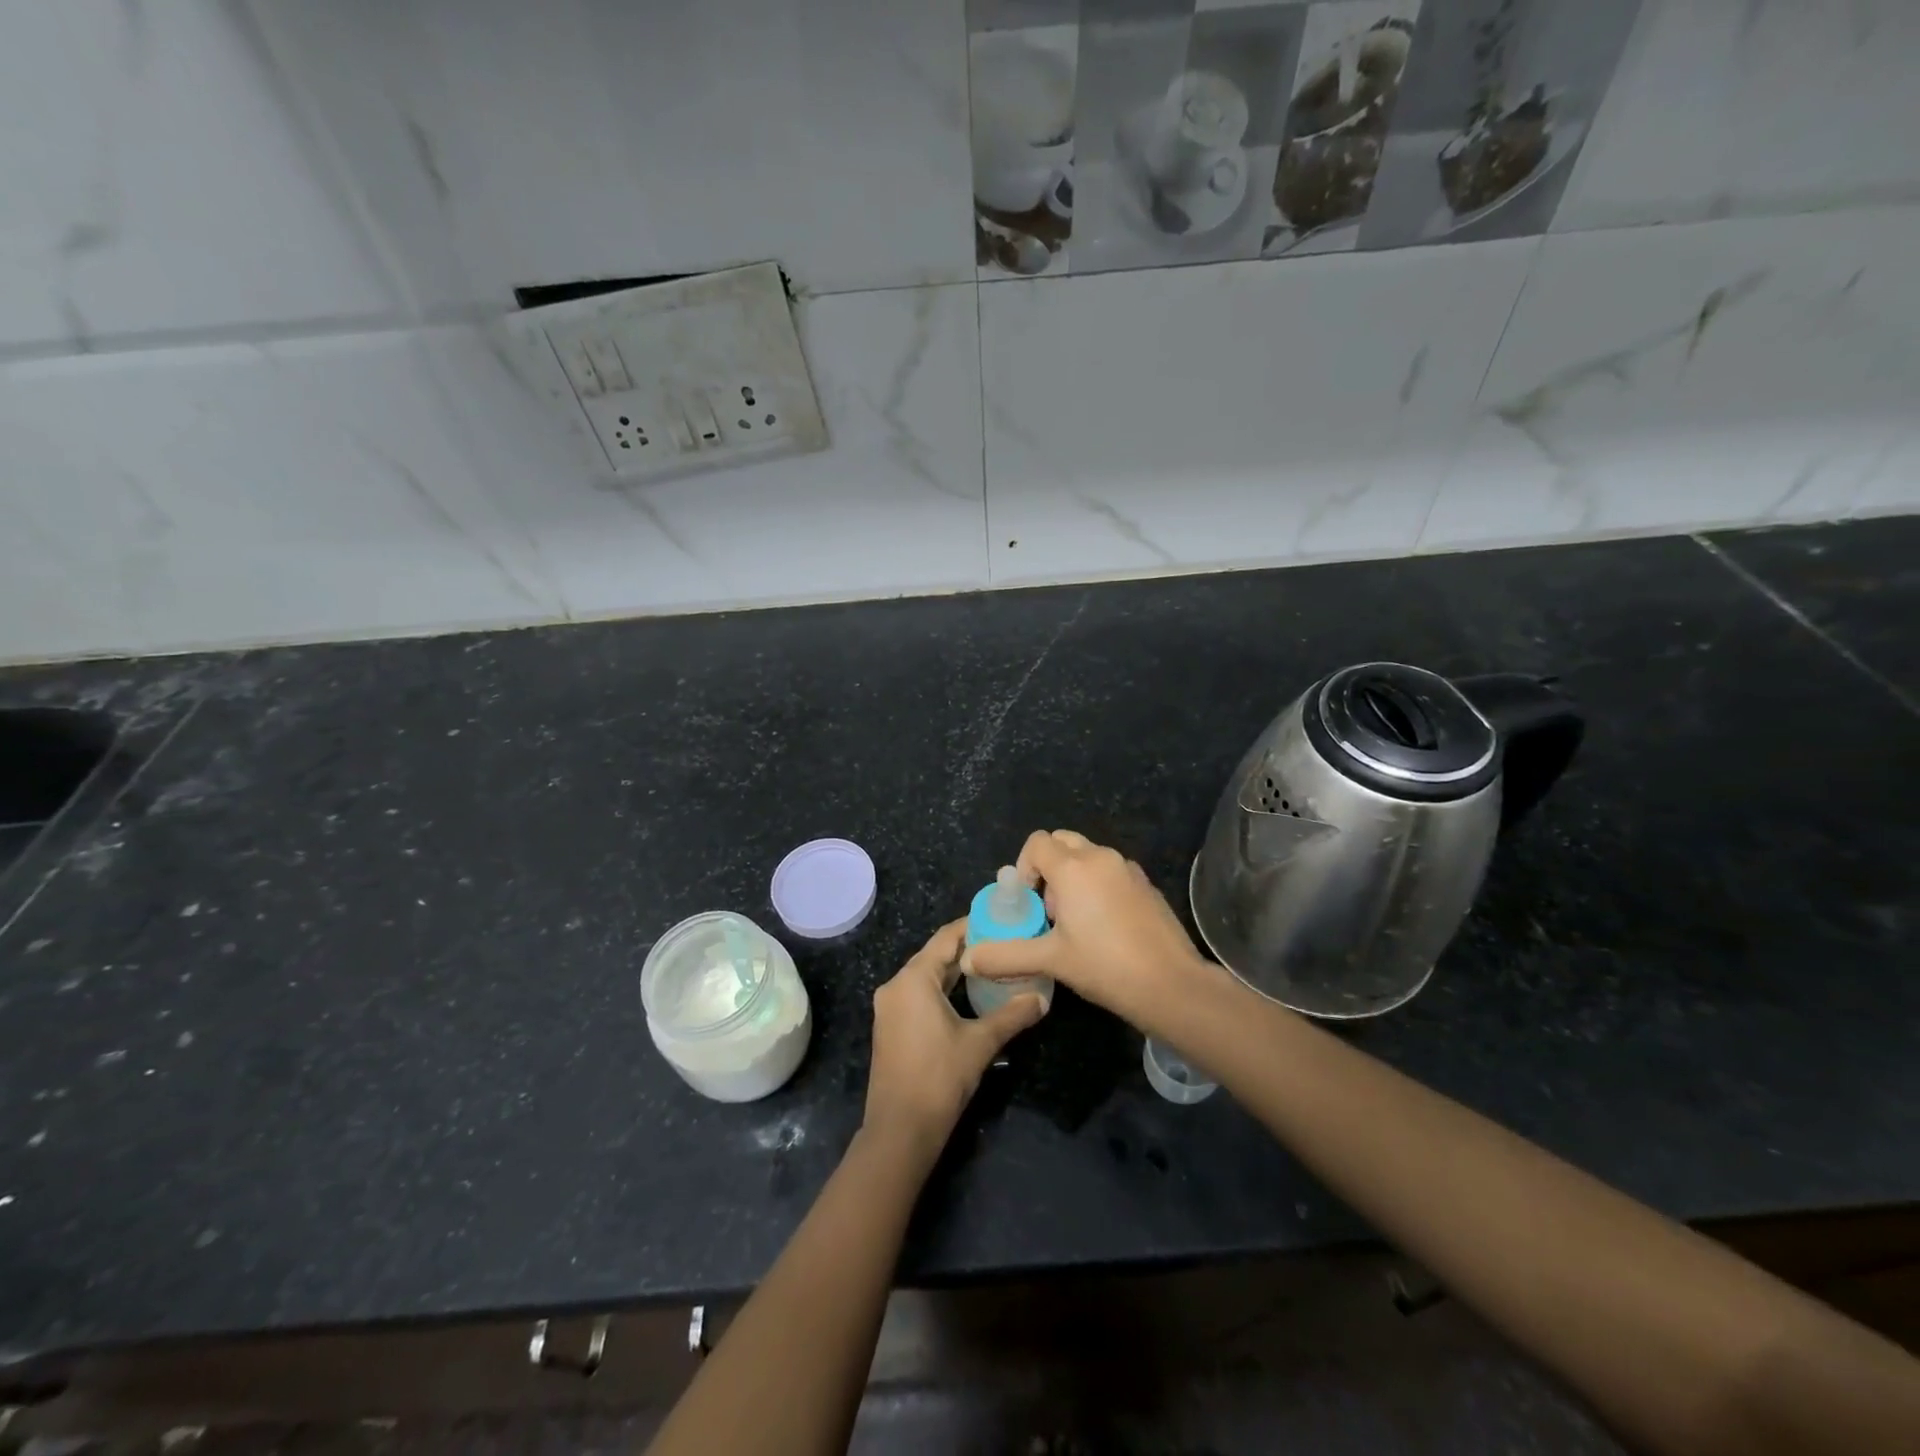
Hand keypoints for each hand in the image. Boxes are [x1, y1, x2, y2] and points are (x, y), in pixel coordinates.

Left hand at [863, 919, 1046, 1162]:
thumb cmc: (939, 1077)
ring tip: (992, 965)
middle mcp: (896, 985)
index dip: (973, 926)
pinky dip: (942, 988)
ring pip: (926, 976)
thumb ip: (1012, 1015)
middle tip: (1003, 942)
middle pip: (935, 955)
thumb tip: (1042, 998)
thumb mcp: (980, 1042)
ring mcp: (890, 1007)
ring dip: (956, 970)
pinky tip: (967, 995)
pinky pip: (918, 994)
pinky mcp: (890, 1026)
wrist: (900, 1130)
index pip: (946, 937)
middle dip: (968, 948)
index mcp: (913, 979)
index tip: (1001, 919)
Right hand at [960, 830, 1206, 1030]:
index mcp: (1074, 868)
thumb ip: (1005, 956)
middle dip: (1048, 868)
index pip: (1037, 842)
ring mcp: (1128, 869)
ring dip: (1073, 877)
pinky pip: (1111, 872)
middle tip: (1049, 910)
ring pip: (1088, 856)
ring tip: (1074, 923)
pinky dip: (1098, 886)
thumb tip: (968, 959)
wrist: (1171, 985)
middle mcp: (1101, 857)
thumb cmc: (1105, 966)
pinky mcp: (1146, 885)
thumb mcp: (1050, 961)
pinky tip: (1104, 929)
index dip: (1024, 867)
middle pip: (1062, 842)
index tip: (1028, 902)